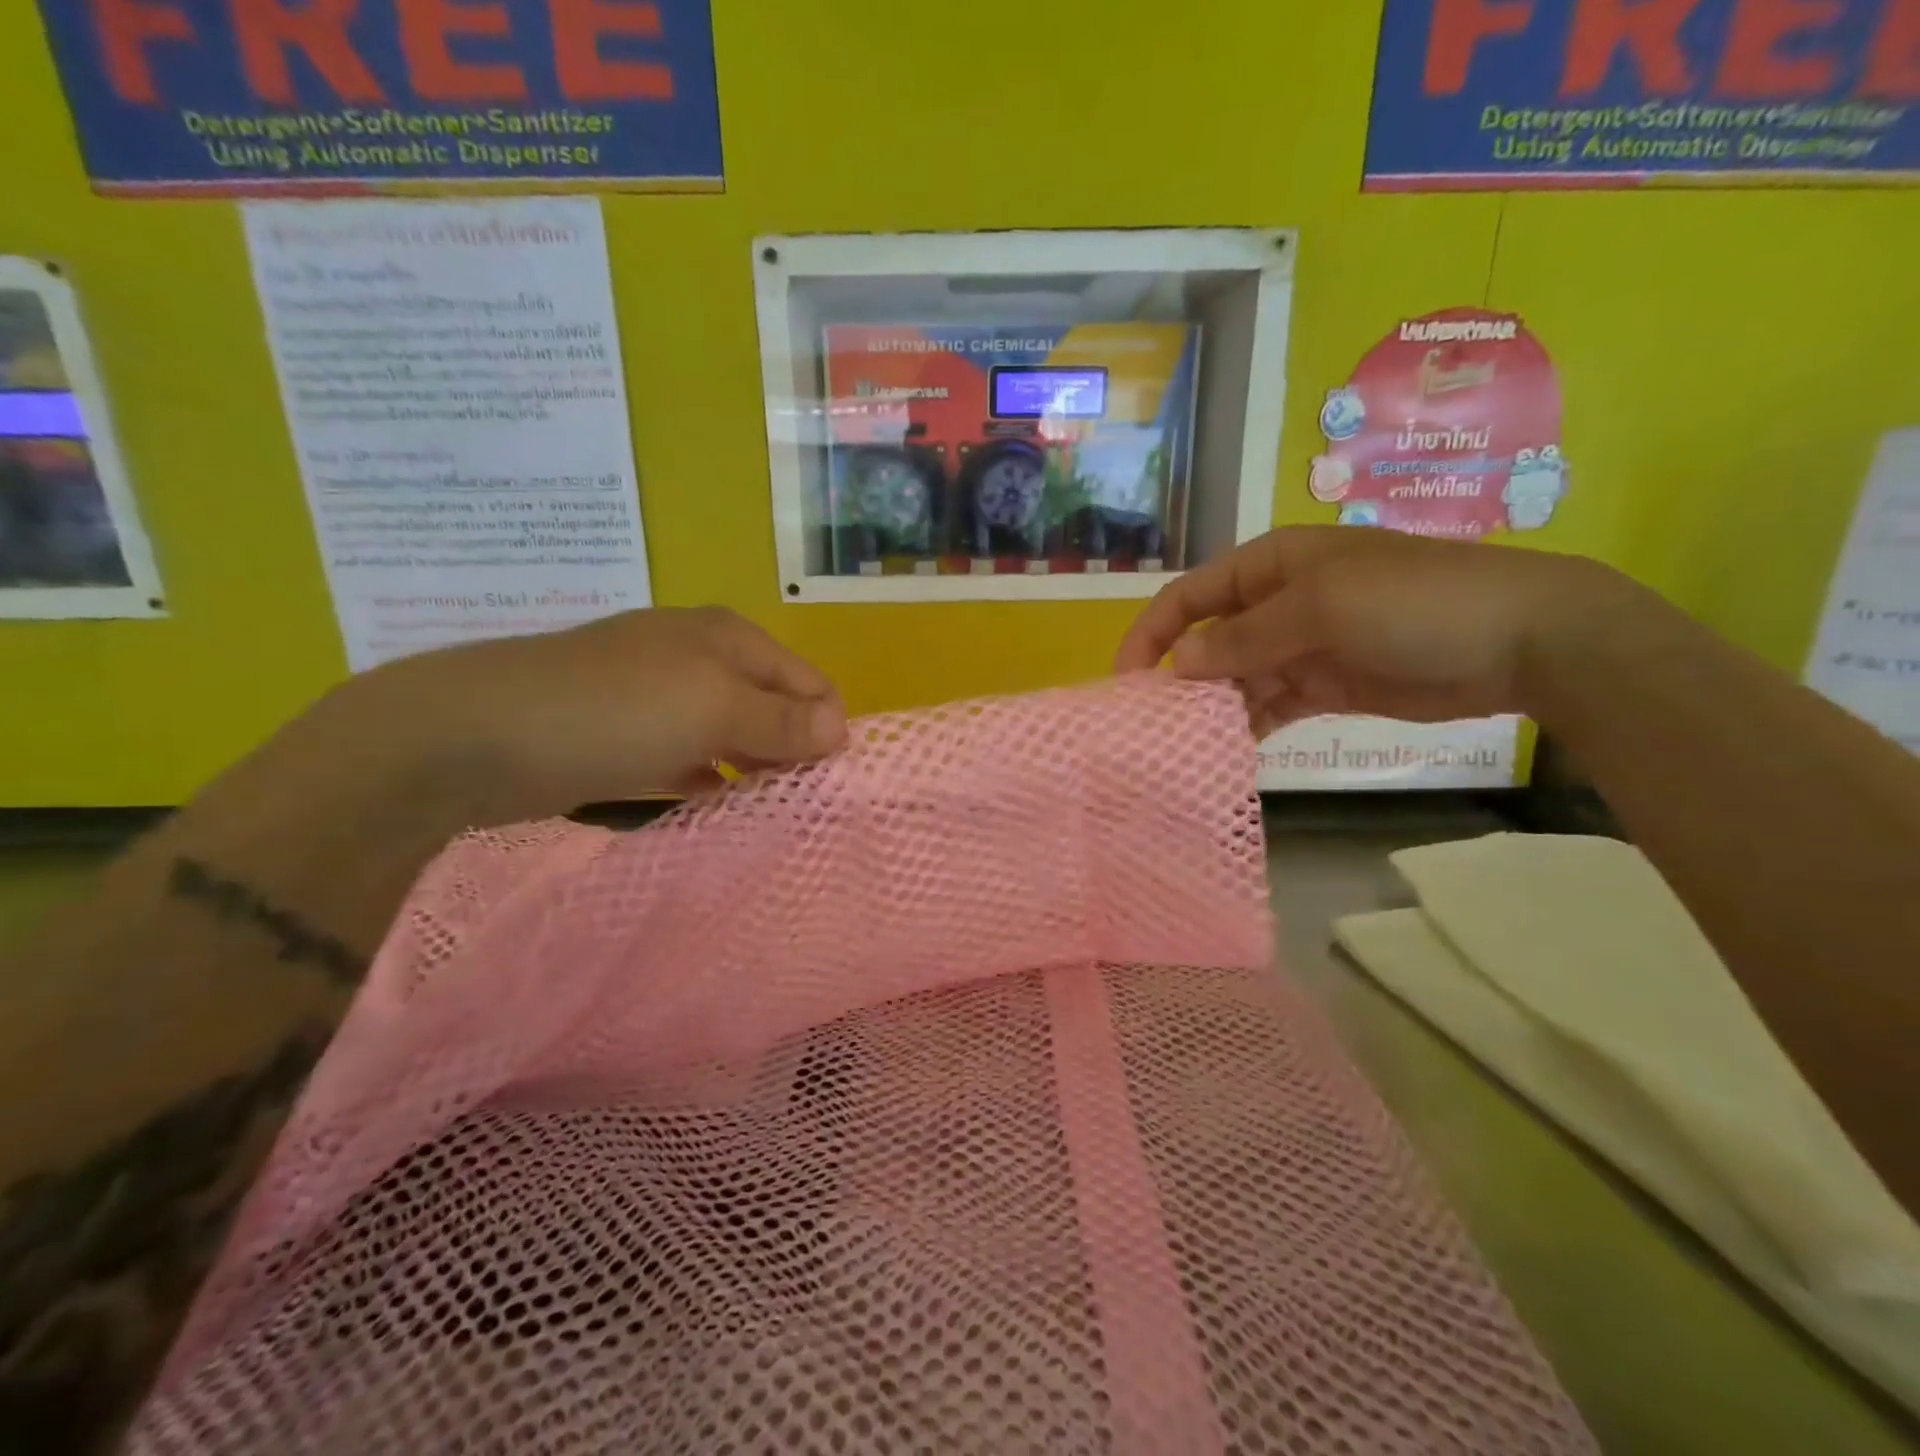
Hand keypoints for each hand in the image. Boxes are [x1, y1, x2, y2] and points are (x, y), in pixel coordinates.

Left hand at [329, 607, 847, 819]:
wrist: (476, 735)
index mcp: (730, 638)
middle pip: (771, 707)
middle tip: (798, 808)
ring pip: (729, 737)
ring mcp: (658, 696)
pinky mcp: (626, 735)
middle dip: (790, 754)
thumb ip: (783, 721)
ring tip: (764, 817)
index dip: (825, 729)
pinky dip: (705, 783)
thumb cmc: (615, 710)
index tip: (824, 783)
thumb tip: (842, 730)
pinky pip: (687, 759)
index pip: (809, 682)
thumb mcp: (714, 708)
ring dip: (750, 773)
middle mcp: (700, 658)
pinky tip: (712, 809)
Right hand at [1115, 527, 1635, 733]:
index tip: (1126, 679)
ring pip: (1236, 677)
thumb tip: (1177, 665)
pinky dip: (1250, 725)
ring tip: (1188, 743)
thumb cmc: (1412, 601)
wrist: (1522, 639)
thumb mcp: (1320, 609)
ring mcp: (1302, 646)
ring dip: (1213, 706)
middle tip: (1154, 724)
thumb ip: (1243, 638)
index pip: (1190, 595)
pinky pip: (1271, 705)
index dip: (1152, 632)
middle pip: (1208, 639)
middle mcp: (1278, 603)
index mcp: (1270, 565)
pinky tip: (1230, 749)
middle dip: (1180, 677)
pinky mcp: (1325, 685)